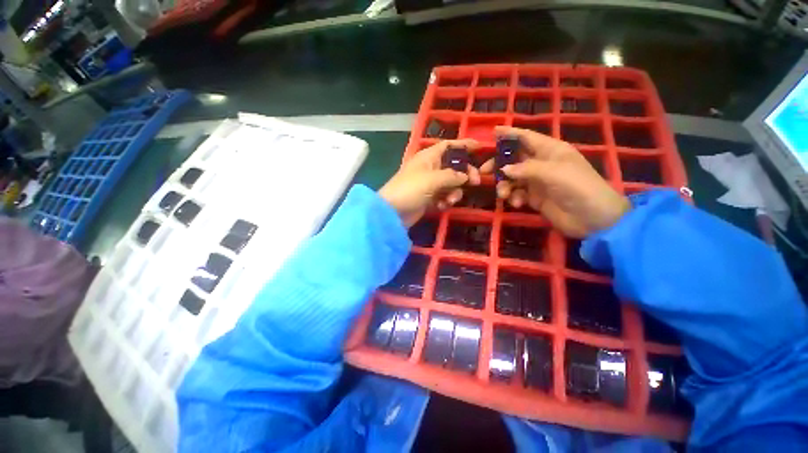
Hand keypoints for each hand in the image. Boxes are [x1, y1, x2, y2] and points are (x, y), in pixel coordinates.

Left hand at [380, 139, 481, 226]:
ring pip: (451, 183)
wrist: (392, 213)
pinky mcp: (428, 198)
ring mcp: (429, 184)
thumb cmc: (410, 189)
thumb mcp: (432, 179)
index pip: (449, 146)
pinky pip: (444, 196)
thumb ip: (452, 176)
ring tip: (449, 200)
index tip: (480, 147)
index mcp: (428, 157)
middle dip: (465, 173)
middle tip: (475, 181)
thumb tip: (466, 175)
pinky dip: (445, 201)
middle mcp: (430, 168)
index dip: (463, 144)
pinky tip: (442, 206)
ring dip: (454, 192)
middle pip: (453, 166)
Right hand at [481, 126, 629, 237]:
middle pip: (514, 159)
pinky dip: (514, 197)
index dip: (510, 133)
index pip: (526, 137)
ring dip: (505, 185)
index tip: (493, 131)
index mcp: (550, 150)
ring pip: (513, 178)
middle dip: (499, 165)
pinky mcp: (535, 197)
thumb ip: (526, 169)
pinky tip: (517, 203)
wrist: (593, 219)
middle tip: (483, 172)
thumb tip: (503, 169)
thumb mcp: (553, 173)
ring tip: (504, 194)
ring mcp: (538, 181)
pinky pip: (517, 193)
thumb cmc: (578, 188)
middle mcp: (542, 163)